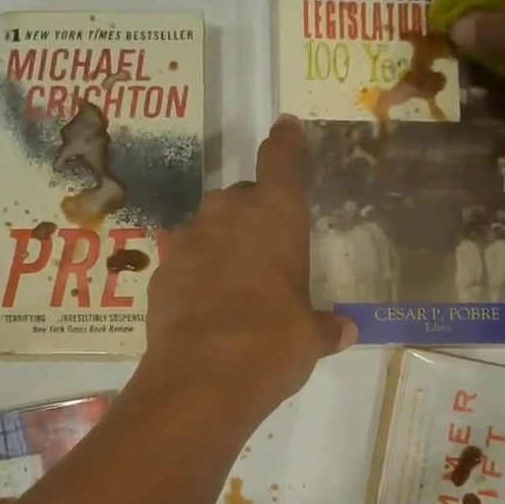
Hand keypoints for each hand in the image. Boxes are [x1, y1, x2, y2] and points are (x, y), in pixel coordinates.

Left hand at [139, 117, 354, 419]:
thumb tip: (345, 330)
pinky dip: (195, 276)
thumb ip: (324, 327)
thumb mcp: (309, 337)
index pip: (281, 161)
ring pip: (207, 229)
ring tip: (233, 283)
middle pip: (240, 198)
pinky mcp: (159, 275)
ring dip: (220, 245)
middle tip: (265, 248)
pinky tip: (204, 307)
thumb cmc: (273, 342)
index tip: (285, 126)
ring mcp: (187, 243)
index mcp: (274, 216)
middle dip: (252, 214)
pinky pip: (184, 264)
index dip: (286, 142)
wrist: (203, 376)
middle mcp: (227, 217)